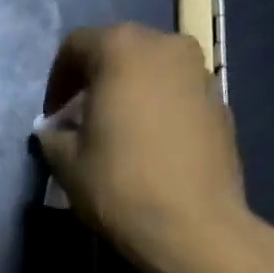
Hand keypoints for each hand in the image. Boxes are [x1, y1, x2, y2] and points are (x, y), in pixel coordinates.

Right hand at [33, 23, 248, 272]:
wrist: (193, 227)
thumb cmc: (120, 187)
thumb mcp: (67, 164)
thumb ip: (53, 136)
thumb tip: (53, 131)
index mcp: (122, 49)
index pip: (76, 46)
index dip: (57, 80)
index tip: (52, 117)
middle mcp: (166, 46)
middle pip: (119, 51)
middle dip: (95, 81)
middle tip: (81, 121)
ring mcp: (201, 73)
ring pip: (153, 71)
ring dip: (130, 93)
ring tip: (118, 134)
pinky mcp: (221, 104)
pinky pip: (178, 95)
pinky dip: (159, 110)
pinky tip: (151, 149)